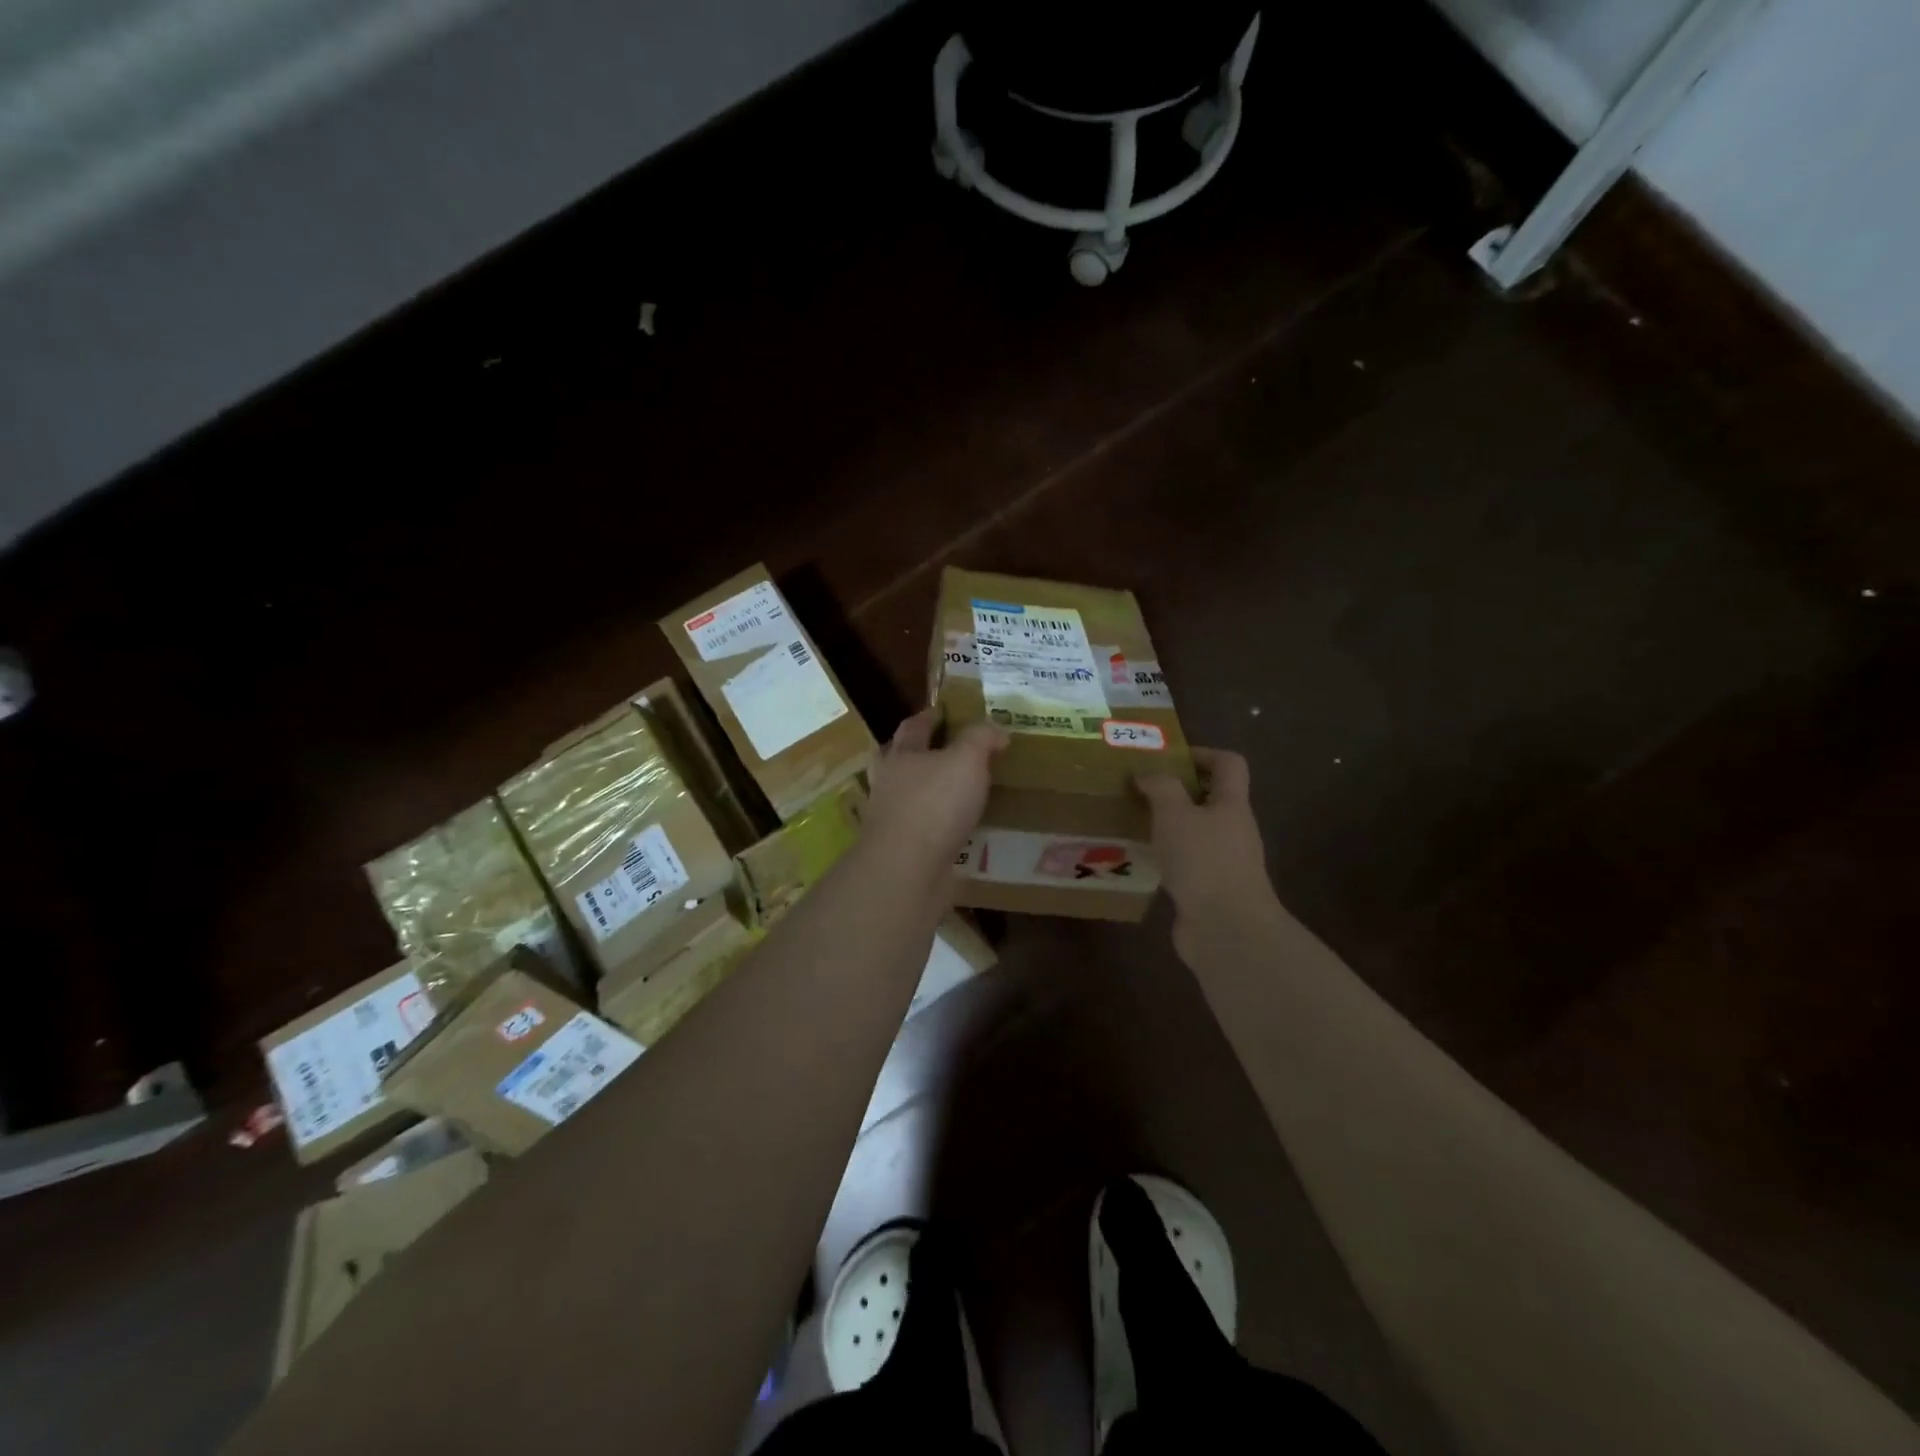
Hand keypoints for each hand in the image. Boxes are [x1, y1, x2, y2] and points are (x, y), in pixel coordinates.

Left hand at [862, 709, 1006, 886]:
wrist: (907, 870)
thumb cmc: (934, 804)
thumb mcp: (966, 760)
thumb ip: (981, 739)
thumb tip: (996, 729)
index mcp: (901, 755)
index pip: (914, 726)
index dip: (931, 716)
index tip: (946, 711)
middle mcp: (890, 784)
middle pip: (902, 760)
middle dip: (922, 754)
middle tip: (949, 751)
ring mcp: (893, 819)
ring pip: (912, 797)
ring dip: (932, 793)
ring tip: (961, 793)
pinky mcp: (904, 851)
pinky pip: (925, 831)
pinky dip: (941, 827)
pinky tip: (961, 830)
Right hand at [1136, 748, 1281, 957]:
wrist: (1226, 930)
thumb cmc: (1204, 862)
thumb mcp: (1176, 814)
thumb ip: (1161, 788)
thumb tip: (1147, 774)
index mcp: (1232, 805)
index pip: (1229, 764)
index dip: (1202, 753)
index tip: (1168, 758)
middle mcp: (1233, 830)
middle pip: (1210, 799)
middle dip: (1176, 792)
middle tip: (1139, 790)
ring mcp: (1223, 863)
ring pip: (1194, 833)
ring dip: (1167, 826)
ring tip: (1132, 823)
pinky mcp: (1208, 890)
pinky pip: (1185, 863)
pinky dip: (1164, 857)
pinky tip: (1138, 860)